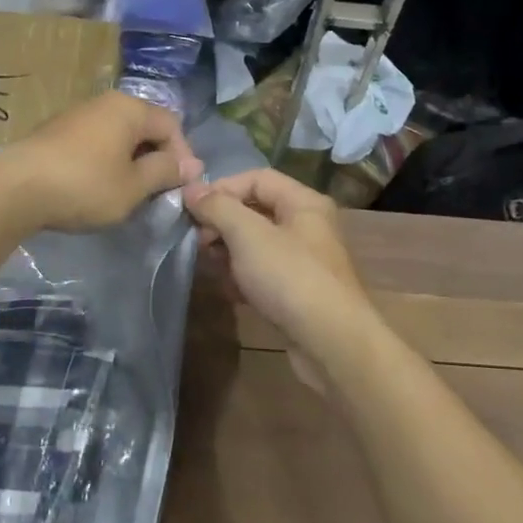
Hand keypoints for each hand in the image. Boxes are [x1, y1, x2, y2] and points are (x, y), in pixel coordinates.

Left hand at [0, 91, 201, 231]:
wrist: (14, 188)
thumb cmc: (84, 186)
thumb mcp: (133, 186)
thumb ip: (165, 172)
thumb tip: (191, 165)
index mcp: (130, 109)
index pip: (171, 125)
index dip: (182, 157)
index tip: (179, 188)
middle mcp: (105, 102)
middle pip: (145, 127)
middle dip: (156, 158)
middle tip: (156, 192)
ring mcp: (78, 114)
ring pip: (119, 134)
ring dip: (130, 161)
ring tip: (128, 192)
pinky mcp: (57, 131)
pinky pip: (95, 141)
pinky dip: (106, 160)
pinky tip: (97, 186)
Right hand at [183, 169, 373, 379]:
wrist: (331, 343)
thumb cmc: (290, 278)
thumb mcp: (248, 235)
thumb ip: (218, 207)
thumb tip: (191, 190)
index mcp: (303, 203)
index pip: (256, 178)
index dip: (221, 188)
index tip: (191, 209)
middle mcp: (307, 226)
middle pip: (256, 210)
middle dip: (222, 222)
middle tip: (197, 241)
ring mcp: (304, 261)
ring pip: (257, 244)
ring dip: (229, 251)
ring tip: (209, 266)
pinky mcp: (298, 292)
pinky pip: (263, 273)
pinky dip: (243, 277)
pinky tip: (228, 291)